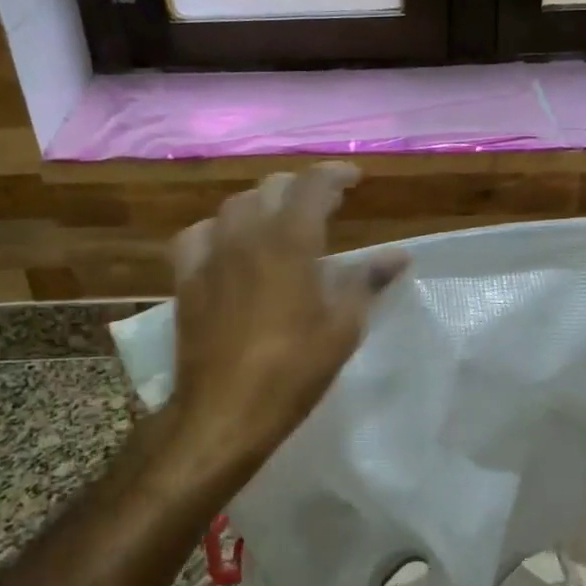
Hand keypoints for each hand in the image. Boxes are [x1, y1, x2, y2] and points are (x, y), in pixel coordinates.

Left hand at [165, 163, 406, 480]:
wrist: (224, 410)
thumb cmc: (293, 370)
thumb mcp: (342, 327)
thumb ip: (366, 281)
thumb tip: (398, 255)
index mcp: (290, 242)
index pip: (312, 185)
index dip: (335, 175)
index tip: (354, 180)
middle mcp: (247, 235)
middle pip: (271, 188)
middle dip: (301, 188)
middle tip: (323, 205)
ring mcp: (211, 254)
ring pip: (234, 205)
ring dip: (262, 204)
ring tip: (279, 221)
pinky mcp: (186, 278)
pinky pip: (197, 234)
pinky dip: (219, 229)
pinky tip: (228, 245)